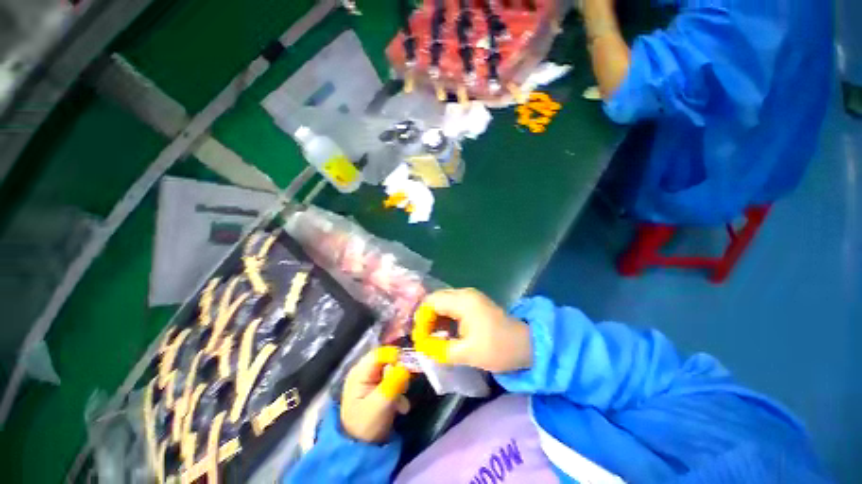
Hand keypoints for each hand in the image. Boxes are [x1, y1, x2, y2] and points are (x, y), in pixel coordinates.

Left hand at [340, 347, 411, 442]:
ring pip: (393, 369)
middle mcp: (365, 371)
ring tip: (401, 402)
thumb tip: (405, 365)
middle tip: (405, 387)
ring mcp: (371, 379)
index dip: (396, 356)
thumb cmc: (366, 426)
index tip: (409, 367)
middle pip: (388, 360)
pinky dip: (399, 390)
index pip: (380, 353)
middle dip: (399, 372)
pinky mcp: (379, 387)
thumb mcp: (380, 404)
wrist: (361, 450)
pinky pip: (393, 379)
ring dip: (401, 383)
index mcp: (360, 372)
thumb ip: (393, 382)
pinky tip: (400, 407)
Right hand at [411, 288, 532, 372]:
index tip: (420, 339)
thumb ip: (441, 350)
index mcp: (463, 301)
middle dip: (427, 318)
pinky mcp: (474, 304)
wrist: (527, 344)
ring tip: (431, 338)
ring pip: (443, 303)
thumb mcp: (468, 353)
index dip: (422, 319)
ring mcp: (470, 297)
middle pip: (436, 300)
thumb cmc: (498, 348)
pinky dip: (445, 319)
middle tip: (423, 339)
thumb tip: (422, 348)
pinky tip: (445, 333)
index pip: (431, 302)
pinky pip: (452, 307)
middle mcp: (464, 294)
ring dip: (435, 319)